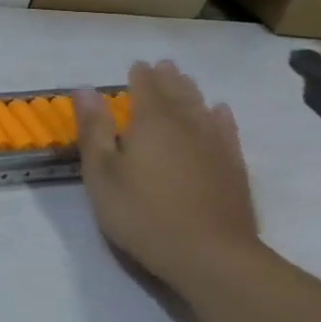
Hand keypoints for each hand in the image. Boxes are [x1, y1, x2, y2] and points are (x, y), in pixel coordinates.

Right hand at [73, 61, 266, 299]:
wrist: (211, 256)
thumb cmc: (142, 212)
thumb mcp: (101, 172)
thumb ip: (94, 129)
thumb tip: (86, 90)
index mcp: (151, 123)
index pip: (146, 89)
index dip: (139, 76)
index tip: (135, 65)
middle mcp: (187, 126)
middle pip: (178, 94)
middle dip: (168, 79)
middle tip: (163, 65)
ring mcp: (215, 147)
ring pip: (203, 109)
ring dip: (192, 93)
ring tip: (186, 81)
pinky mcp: (234, 169)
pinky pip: (226, 132)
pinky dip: (221, 118)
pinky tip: (220, 113)